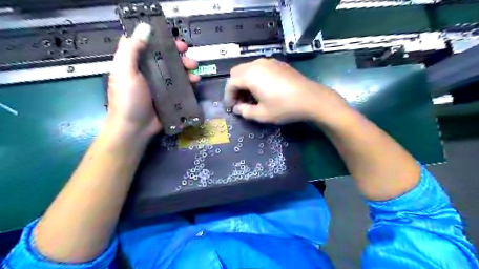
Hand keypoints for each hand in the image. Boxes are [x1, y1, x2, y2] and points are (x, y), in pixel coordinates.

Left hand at [107, 23, 200, 138]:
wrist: (135, 128)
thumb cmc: (128, 99)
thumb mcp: (125, 71)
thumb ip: (132, 49)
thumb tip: (144, 28)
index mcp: (136, 64)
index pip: (150, 46)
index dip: (162, 41)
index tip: (175, 42)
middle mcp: (148, 73)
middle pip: (166, 59)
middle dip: (179, 57)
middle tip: (190, 57)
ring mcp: (160, 86)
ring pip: (176, 72)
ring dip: (187, 70)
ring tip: (195, 72)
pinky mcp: (169, 97)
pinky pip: (180, 86)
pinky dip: (189, 83)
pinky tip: (195, 83)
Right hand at [225, 58, 348, 123]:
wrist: (311, 98)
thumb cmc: (284, 107)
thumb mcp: (262, 114)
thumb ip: (245, 111)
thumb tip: (237, 109)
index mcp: (250, 75)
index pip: (230, 83)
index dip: (228, 96)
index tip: (232, 107)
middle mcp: (257, 64)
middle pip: (237, 72)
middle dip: (235, 87)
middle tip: (240, 101)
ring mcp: (269, 62)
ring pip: (248, 69)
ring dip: (245, 81)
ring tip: (251, 96)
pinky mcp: (278, 63)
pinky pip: (260, 68)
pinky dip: (255, 77)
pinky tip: (263, 89)